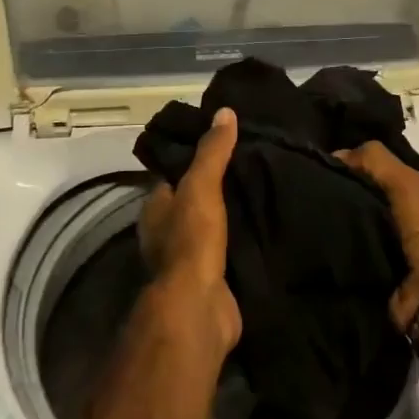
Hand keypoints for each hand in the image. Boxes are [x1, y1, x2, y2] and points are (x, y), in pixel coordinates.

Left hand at [139, 107, 241, 357]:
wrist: (199, 307)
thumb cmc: (192, 240)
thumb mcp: (201, 186)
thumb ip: (212, 151)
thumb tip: (224, 111)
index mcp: (155, 208)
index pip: (174, 175)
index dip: (194, 160)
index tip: (224, 145)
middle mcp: (165, 233)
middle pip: (192, 202)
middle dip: (215, 189)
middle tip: (251, 167)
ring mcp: (187, 260)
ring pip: (210, 228)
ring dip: (230, 217)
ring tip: (262, 194)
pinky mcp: (210, 281)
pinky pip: (227, 253)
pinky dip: (240, 243)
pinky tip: (262, 230)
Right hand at [335, 142, 418, 338]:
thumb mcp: (409, 185)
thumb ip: (377, 161)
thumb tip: (339, 153)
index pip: (408, 164)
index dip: (382, 155)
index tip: (347, 149)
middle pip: (386, 191)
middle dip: (361, 183)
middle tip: (325, 172)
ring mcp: (408, 245)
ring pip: (372, 218)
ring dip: (350, 212)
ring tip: (315, 198)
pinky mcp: (389, 268)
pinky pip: (362, 246)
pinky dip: (345, 240)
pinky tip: (321, 227)